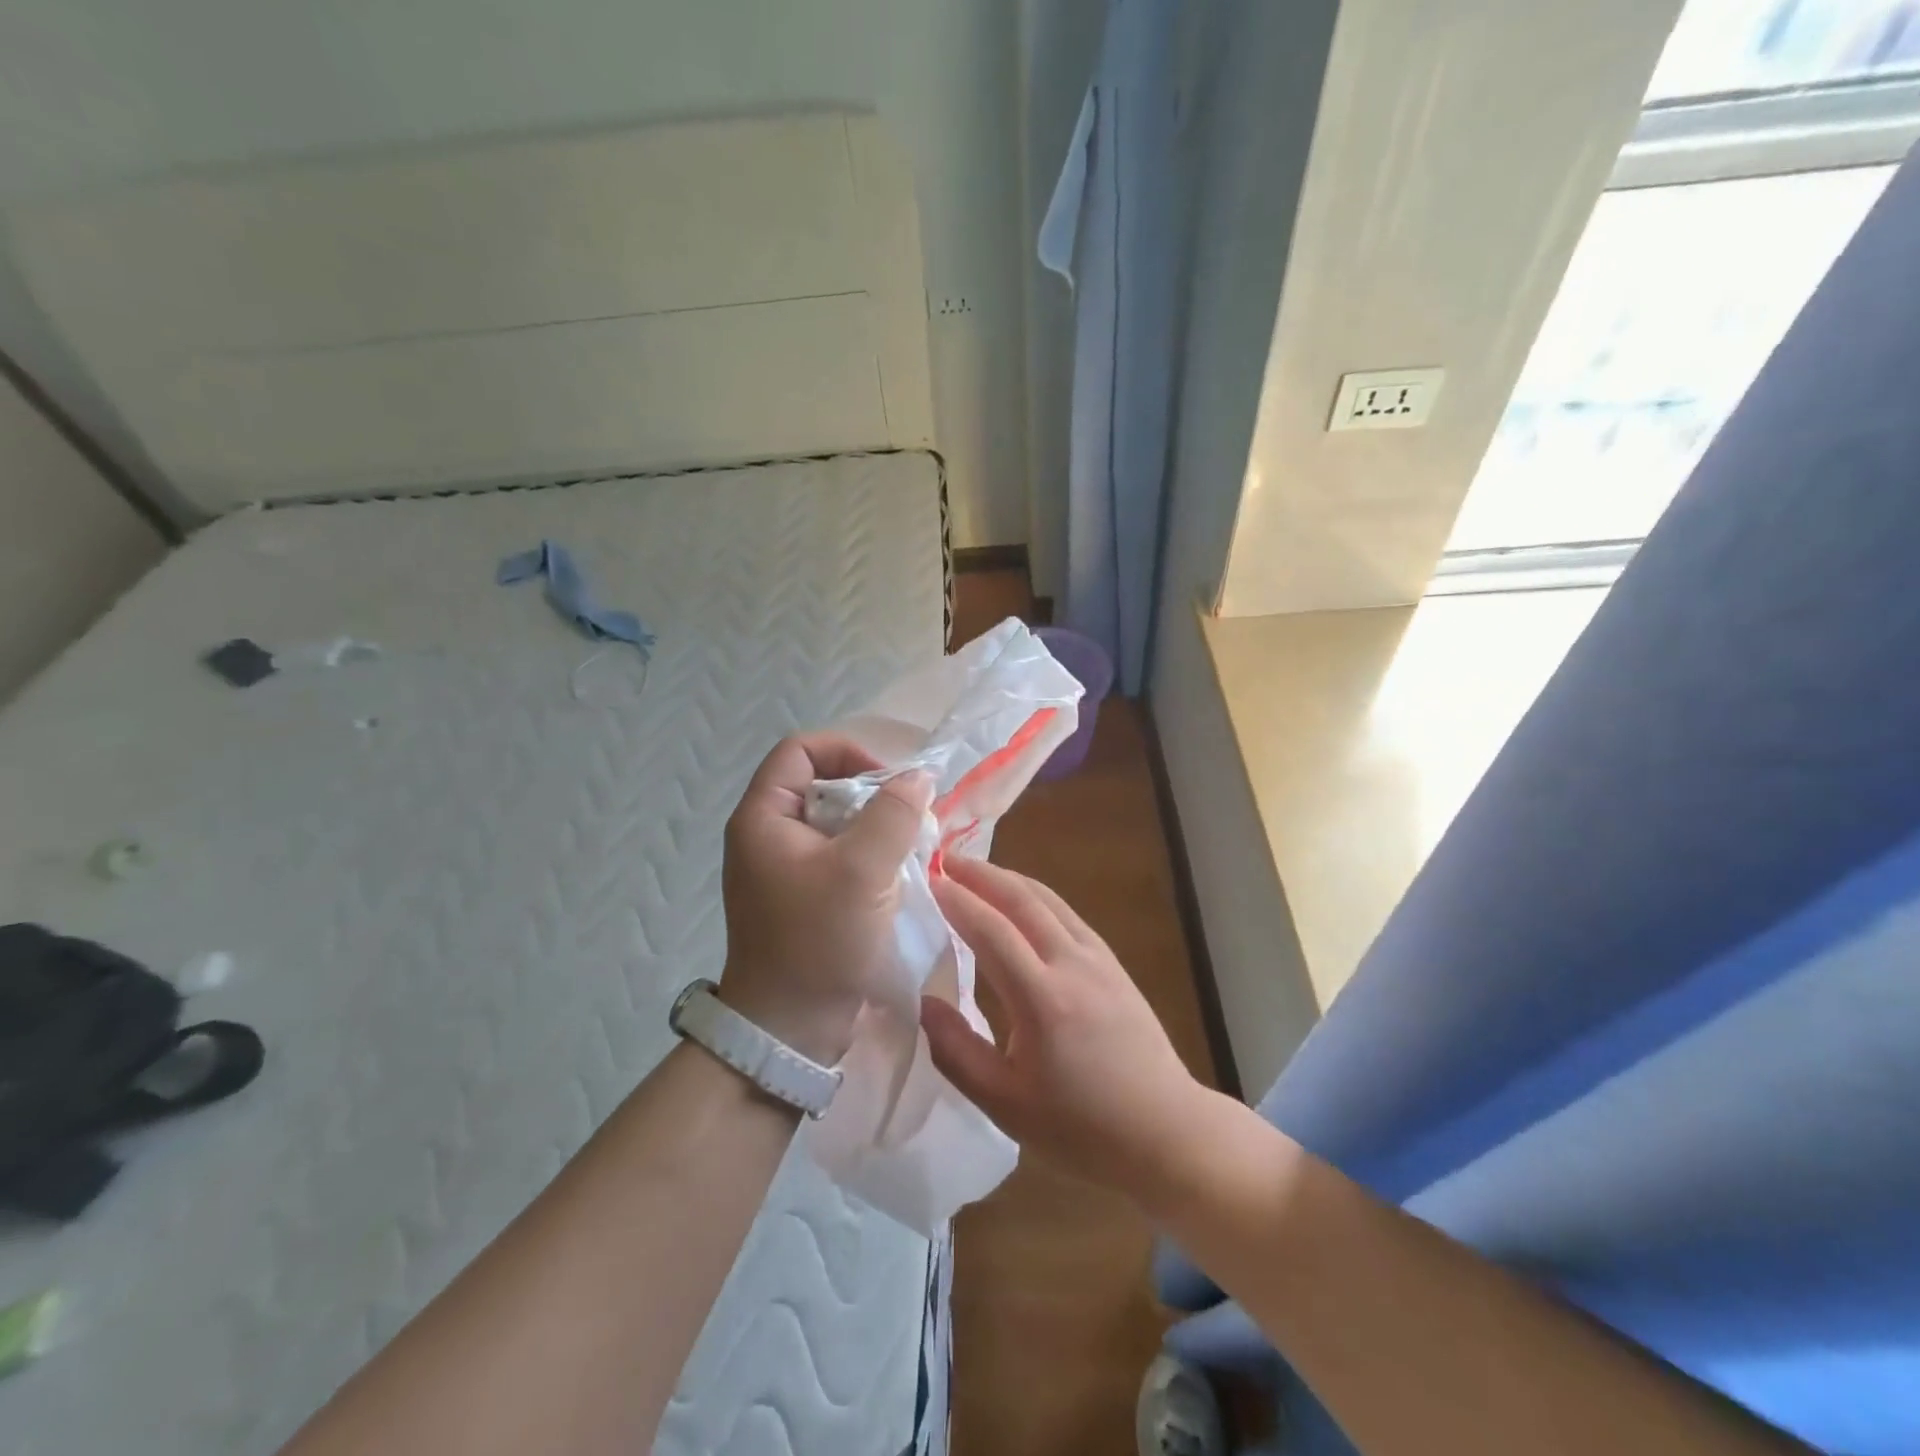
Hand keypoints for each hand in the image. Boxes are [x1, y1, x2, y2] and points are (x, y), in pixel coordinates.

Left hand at [719, 734, 933, 1064]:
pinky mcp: (805, 896)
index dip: (848, 751)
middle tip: (909, 817)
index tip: (890, 782)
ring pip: (837, 823)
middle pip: (822, 785)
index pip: (801, 751)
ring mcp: (785, 868)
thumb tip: (918, 777)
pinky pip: (840, 856)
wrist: (790, 1030)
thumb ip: (893, 814)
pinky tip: (897, 878)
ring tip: (909, 849)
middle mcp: (768, 836)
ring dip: (876, 829)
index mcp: (762, 818)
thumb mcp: (862, 870)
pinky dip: (871, 858)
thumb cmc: (819, 941)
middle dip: (871, 794)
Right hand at [921, 857, 1211, 1199]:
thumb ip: (956, 1050)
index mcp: (1043, 1000)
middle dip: (980, 874)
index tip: (927, 880)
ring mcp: (1098, 957)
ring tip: (973, 871)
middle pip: (1021, 899)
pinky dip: (1033, 895)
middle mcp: (1072, 964)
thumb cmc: (1080, 1126)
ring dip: (1006, 878)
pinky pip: (1065, 912)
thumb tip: (922, 1001)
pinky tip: (1018, 900)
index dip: (956, 901)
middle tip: (944, 859)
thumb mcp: (1004, 1103)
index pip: (991, 931)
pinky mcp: (1111, 960)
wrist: (1163, 1129)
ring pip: (1046, 899)